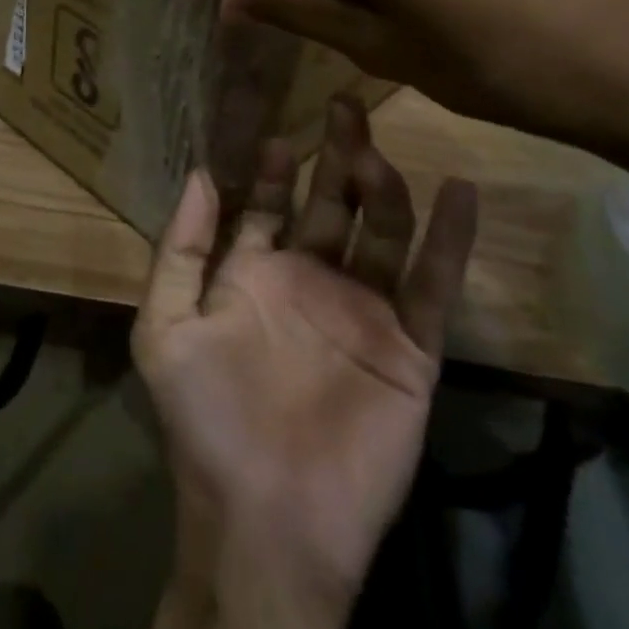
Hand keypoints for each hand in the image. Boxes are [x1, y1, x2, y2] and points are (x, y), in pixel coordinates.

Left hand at [132, 96, 477, 608]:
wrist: (268, 521)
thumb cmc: (208, 420)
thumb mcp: (167, 327)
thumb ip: (181, 250)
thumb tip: (197, 172)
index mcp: (254, 276)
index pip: (268, 206)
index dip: (271, 169)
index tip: (279, 131)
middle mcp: (311, 283)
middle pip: (331, 205)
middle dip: (335, 157)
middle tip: (344, 106)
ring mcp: (363, 312)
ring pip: (381, 232)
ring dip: (383, 188)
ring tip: (376, 152)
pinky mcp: (410, 348)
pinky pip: (433, 284)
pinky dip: (450, 240)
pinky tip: (461, 192)